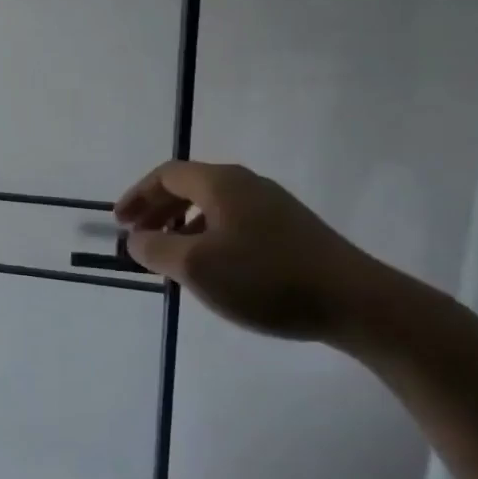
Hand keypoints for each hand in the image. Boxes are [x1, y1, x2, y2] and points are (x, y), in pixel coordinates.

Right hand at [114, 160, 385, 342]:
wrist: (358, 303)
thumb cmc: (266, 279)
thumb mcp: (196, 267)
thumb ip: (156, 249)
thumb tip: (136, 239)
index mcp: (222, 183)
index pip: (167, 175)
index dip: (138, 196)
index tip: (119, 223)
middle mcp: (247, 185)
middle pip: (190, 186)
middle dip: (158, 210)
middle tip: (138, 237)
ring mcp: (275, 207)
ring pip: (214, 206)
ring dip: (183, 226)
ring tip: (171, 258)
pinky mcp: (294, 231)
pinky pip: (235, 222)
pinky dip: (210, 236)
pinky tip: (215, 269)